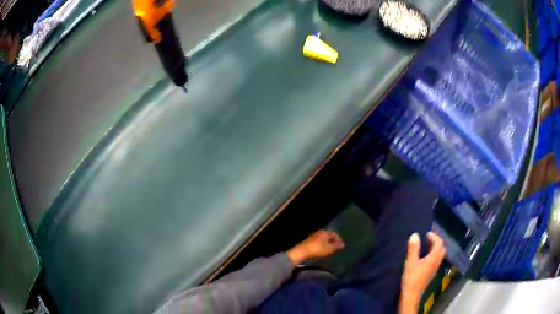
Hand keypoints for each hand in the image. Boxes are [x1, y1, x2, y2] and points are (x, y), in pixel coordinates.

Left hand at [286, 230, 344, 264]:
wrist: (302, 252)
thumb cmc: (317, 249)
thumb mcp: (329, 249)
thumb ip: (337, 246)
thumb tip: (343, 244)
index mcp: (325, 232)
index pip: (335, 234)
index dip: (339, 239)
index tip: (341, 245)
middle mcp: (319, 232)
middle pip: (328, 235)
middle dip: (333, 241)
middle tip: (336, 247)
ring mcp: (313, 236)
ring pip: (323, 239)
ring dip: (327, 243)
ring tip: (330, 249)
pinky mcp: (309, 241)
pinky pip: (318, 242)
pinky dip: (322, 245)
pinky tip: (322, 250)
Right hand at [399, 232, 445, 313]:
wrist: (412, 295)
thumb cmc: (411, 277)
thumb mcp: (411, 262)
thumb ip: (413, 248)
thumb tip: (415, 235)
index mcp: (434, 257)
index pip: (438, 243)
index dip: (434, 237)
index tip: (426, 234)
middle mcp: (437, 261)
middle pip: (442, 248)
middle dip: (437, 242)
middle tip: (428, 239)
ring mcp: (435, 268)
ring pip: (440, 254)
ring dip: (436, 248)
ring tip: (427, 246)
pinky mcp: (432, 273)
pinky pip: (437, 260)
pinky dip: (434, 254)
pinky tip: (426, 257)